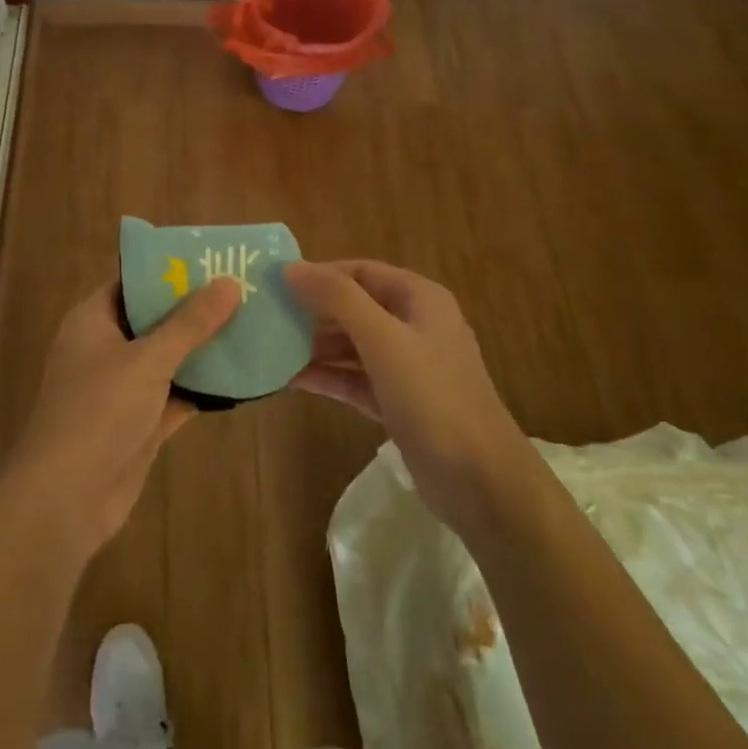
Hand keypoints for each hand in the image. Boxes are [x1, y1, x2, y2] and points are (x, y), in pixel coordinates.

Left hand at [0, 277, 240, 555]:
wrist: (66, 499)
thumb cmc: (98, 412)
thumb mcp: (147, 359)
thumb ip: (190, 323)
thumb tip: (229, 282)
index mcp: (93, 320)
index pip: (132, 282)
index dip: (169, 270)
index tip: (213, 260)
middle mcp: (106, 348)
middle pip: (155, 319)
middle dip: (195, 308)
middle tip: (244, 289)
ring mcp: (122, 388)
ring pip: (169, 358)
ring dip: (203, 348)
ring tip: (252, 324)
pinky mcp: (140, 423)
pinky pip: (176, 394)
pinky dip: (203, 387)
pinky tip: (243, 375)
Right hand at [282, 260, 522, 530]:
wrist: (481, 481)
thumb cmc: (433, 397)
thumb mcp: (383, 339)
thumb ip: (338, 299)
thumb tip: (292, 267)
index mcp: (419, 299)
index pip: (360, 272)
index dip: (319, 274)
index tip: (276, 283)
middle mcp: (415, 325)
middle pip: (355, 307)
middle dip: (313, 311)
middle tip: (266, 317)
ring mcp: (408, 367)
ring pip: (353, 345)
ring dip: (315, 346)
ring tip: (270, 348)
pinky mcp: (399, 403)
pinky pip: (355, 379)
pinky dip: (328, 377)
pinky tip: (290, 380)